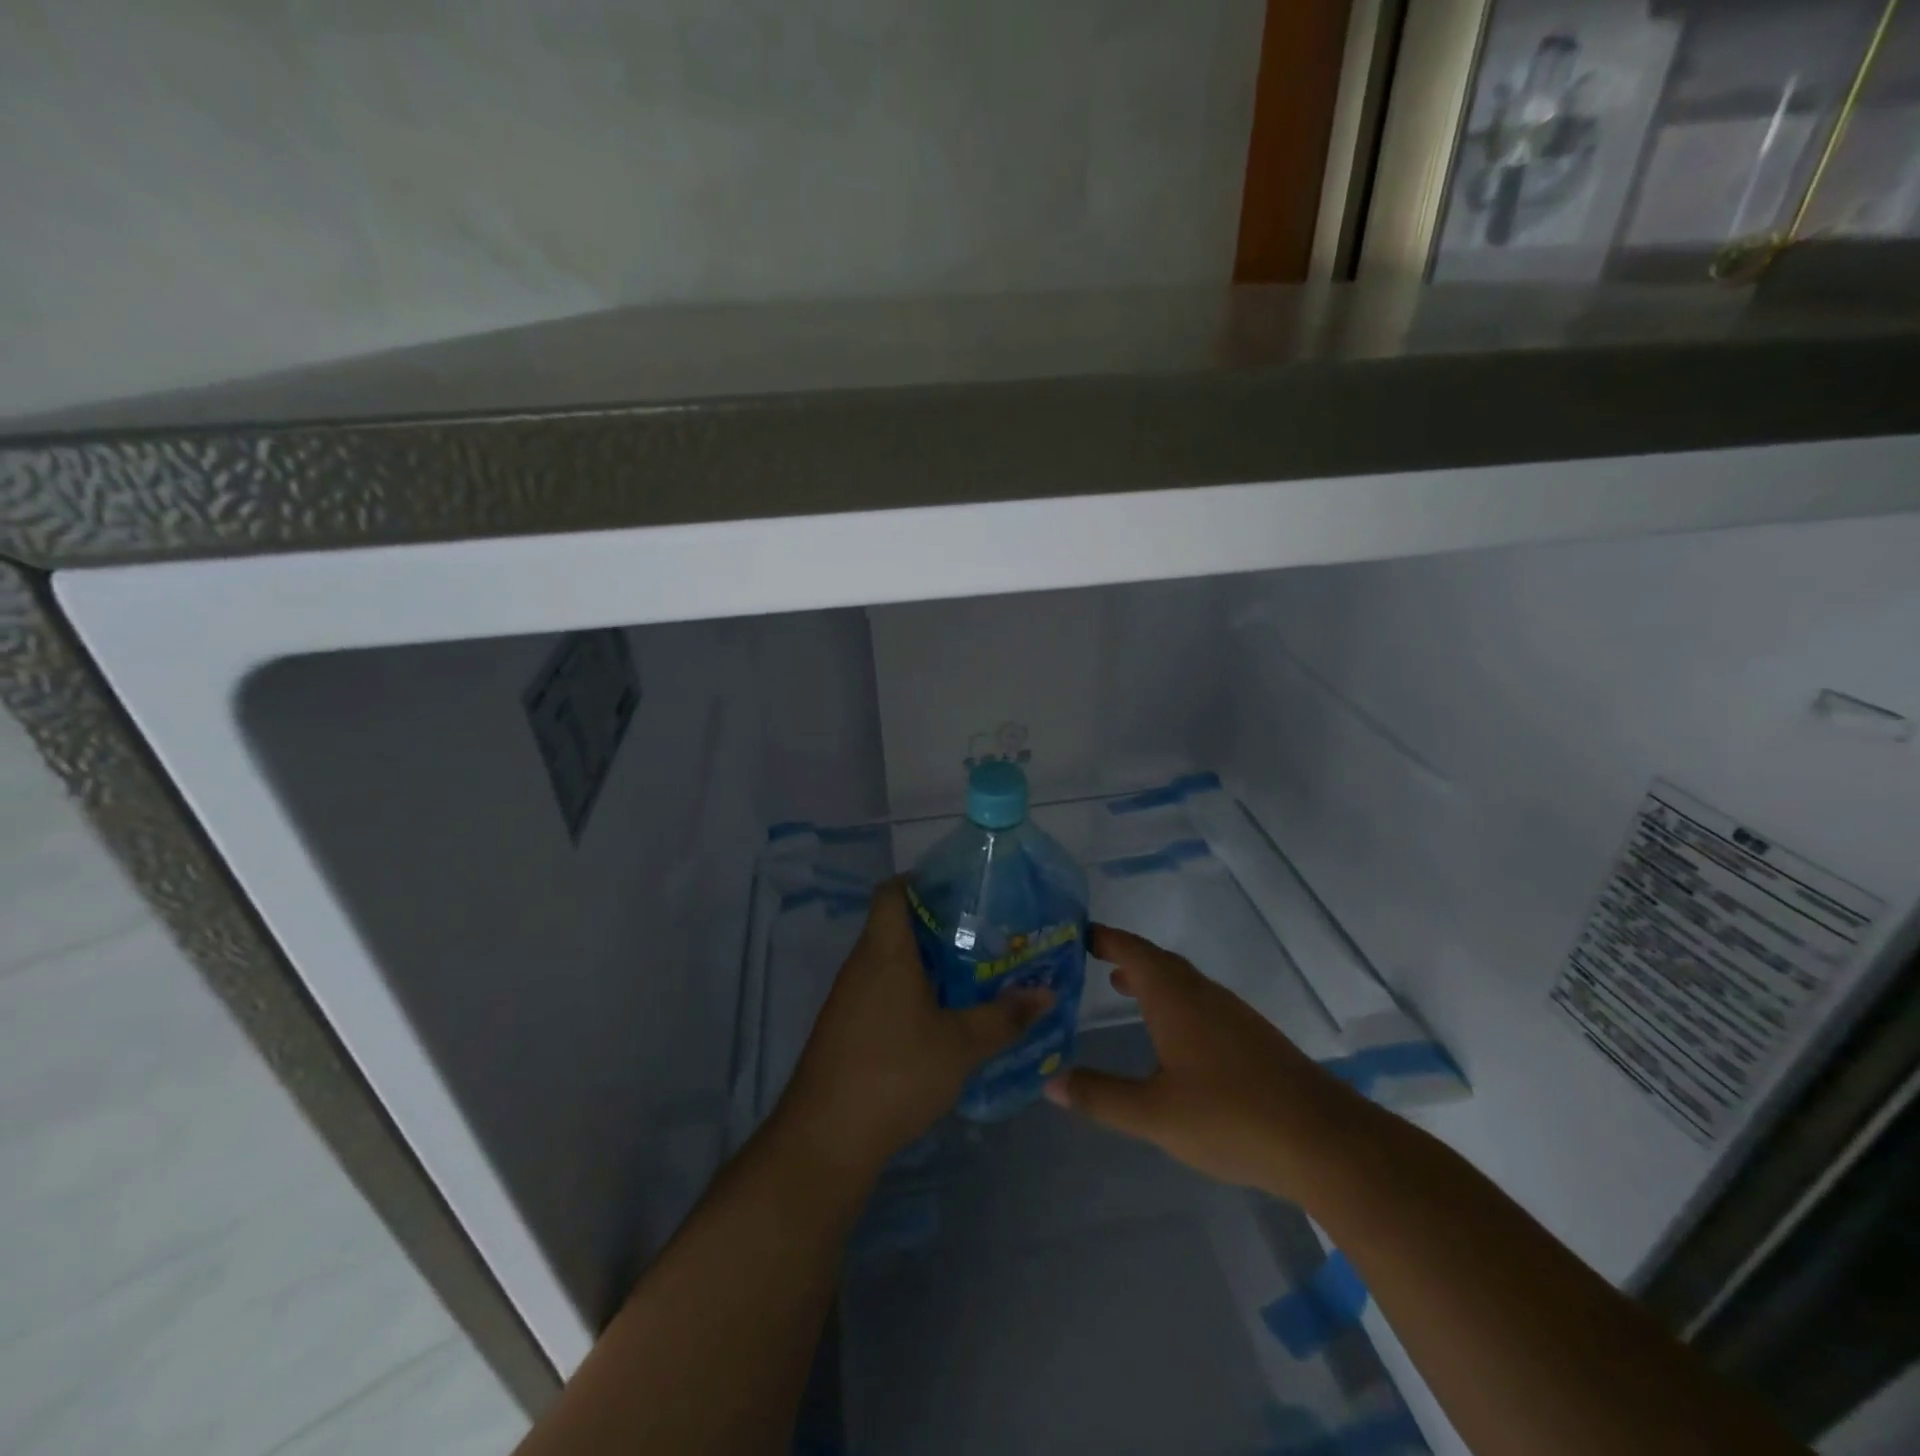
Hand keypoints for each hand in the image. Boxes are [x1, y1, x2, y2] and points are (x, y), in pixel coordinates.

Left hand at [776, 879, 1051, 1180]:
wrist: (826, 1138)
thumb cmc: (896, 1073)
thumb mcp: (961, 1045)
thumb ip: (1004, 1017)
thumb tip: (1047, 994)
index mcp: (885, 951)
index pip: (892, 892)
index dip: (921, 881)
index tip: (961, 890)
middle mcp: (862, 965)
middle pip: (896, 925)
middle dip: (939, 926)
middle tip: (984, 934)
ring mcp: (849, 998)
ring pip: (890, 962)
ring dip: (927, 963)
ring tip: (973, 973)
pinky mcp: (846, 1028)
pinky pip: (882, 991)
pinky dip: (911, 992)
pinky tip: (942, 1017)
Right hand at [1043, 924, 1359, 1194]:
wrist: (1323, 1140)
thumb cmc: (1230, 1116)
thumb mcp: (1153, 1113)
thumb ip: (1100, 1096)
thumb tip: (1050, 1082)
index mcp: (1175, 997)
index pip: (1131, 950)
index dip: (1103, 937)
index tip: (1074, 933)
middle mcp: (1202, 993)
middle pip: (1157, 960)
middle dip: (1123, 955)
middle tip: (1087, 958)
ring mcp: (1232, 1013)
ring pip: (1182, 981)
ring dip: (1149, 977)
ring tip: (1120, 986)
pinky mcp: (1251, 1036)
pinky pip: (1199, 1001)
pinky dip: (1172, 1000)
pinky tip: (1170, 1033)